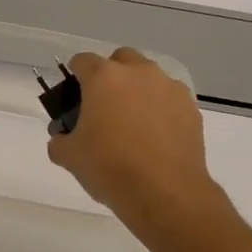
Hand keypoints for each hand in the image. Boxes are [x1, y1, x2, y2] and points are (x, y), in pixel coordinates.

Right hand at [46, 48, 222, 224]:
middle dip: (110, 75)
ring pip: (148, 78)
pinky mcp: (191, 109)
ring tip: (131, 124)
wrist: (164, 192)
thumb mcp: (68, 156)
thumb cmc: (109, 167)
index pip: (82, 61)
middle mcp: (139, 73)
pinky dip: (159, 110)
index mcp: (104, 78)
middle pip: (120, 59)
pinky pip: (168, 99)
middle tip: (102, 106)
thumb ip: (60, 140)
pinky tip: (153, 138)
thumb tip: (63, 138)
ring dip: (137, 91)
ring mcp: (169, 88)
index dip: (74, 75)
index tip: (72, 96)